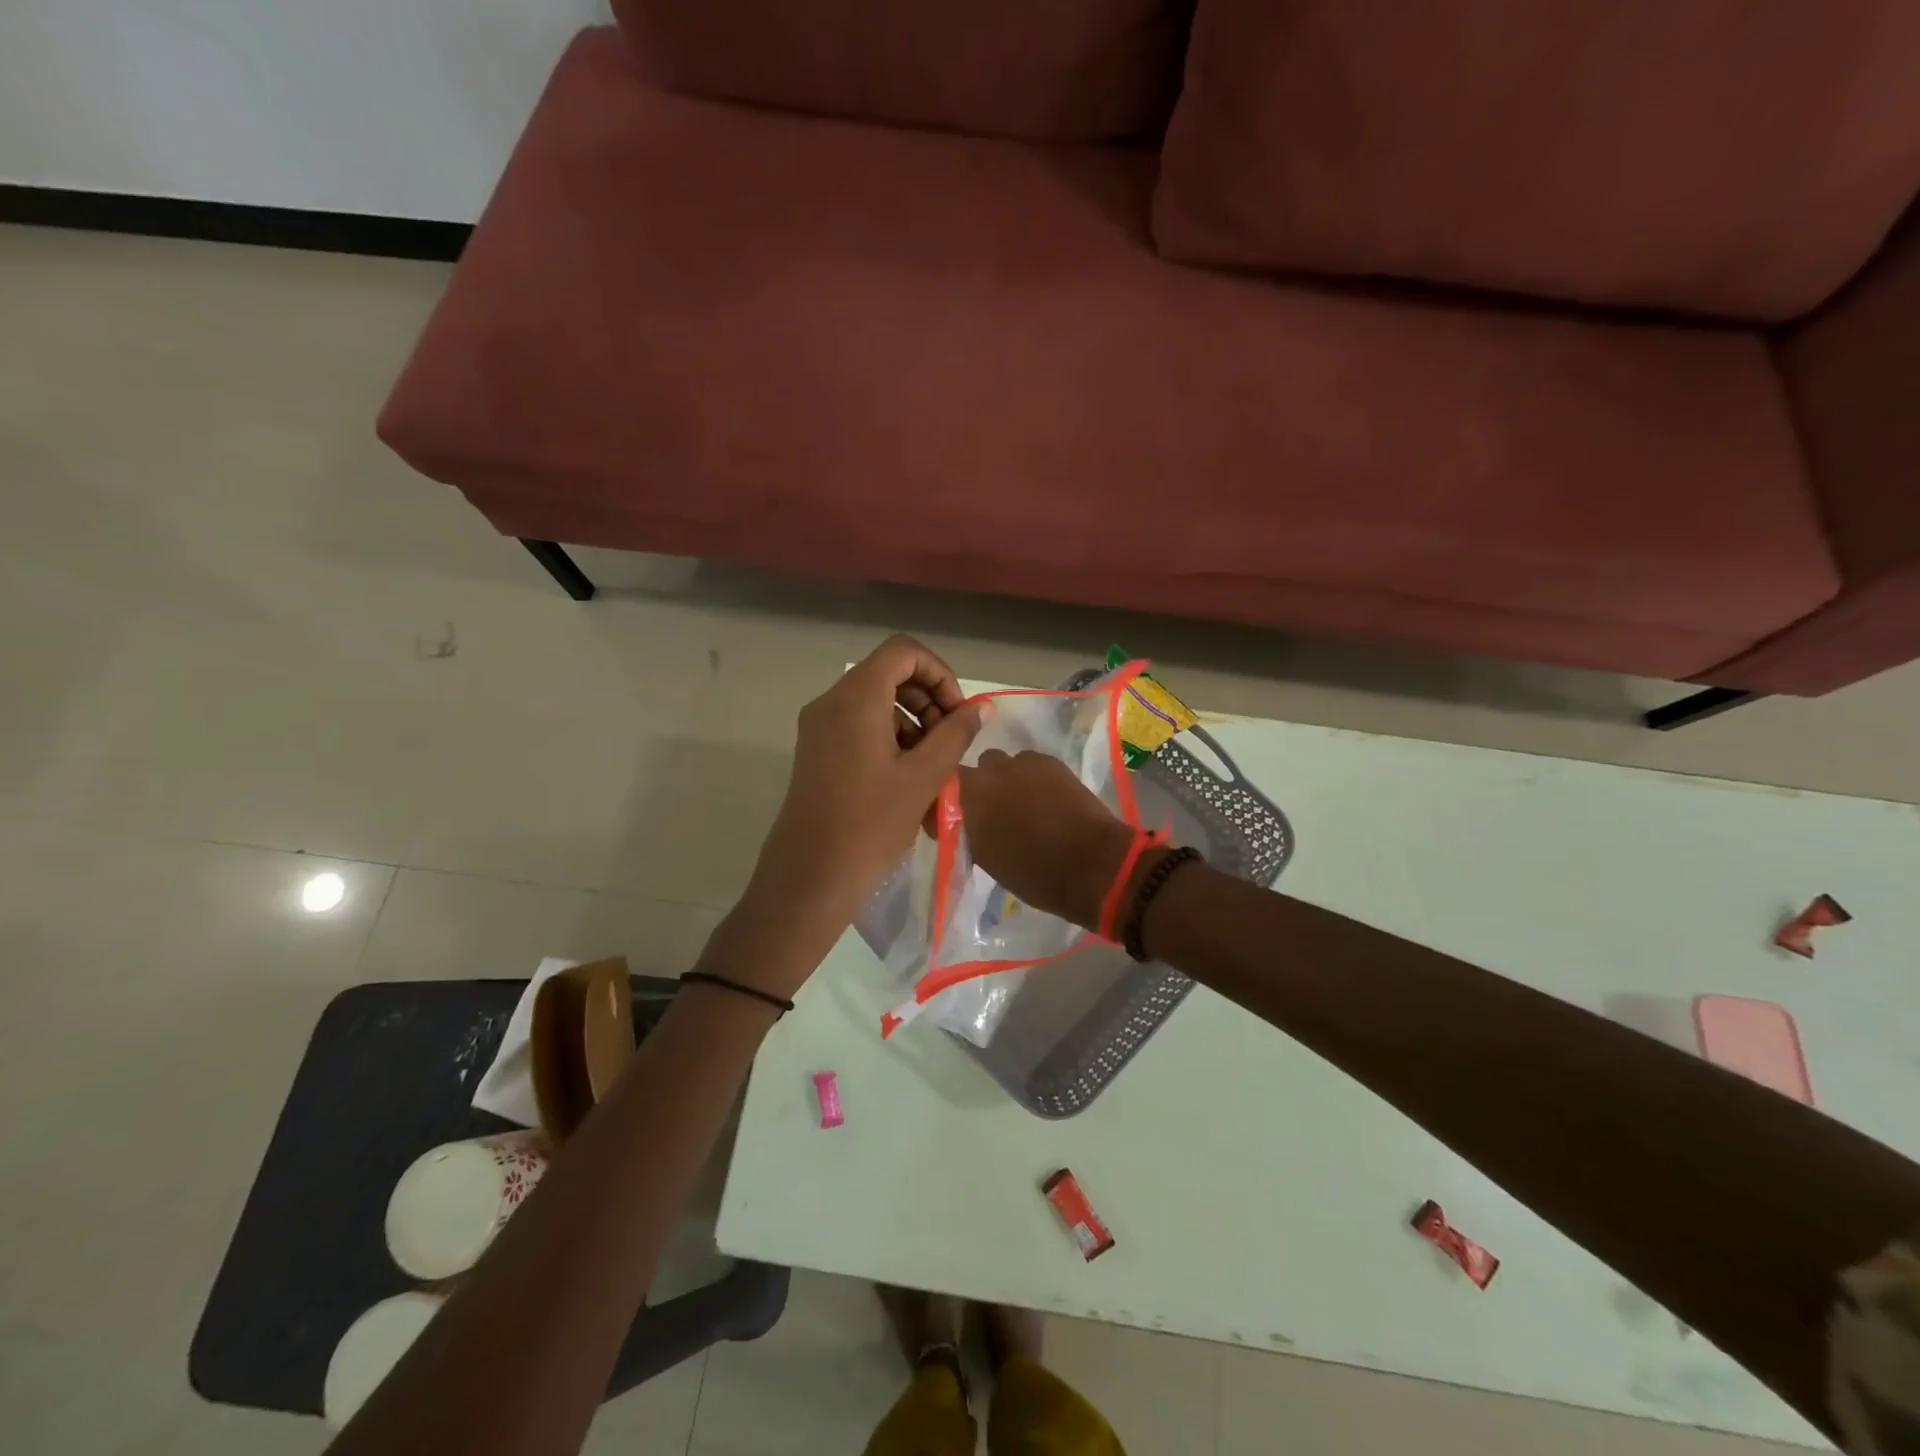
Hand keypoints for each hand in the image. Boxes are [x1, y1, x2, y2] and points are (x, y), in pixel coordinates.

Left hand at [723, 636, 987, 990]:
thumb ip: (956, 733)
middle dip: (928, 700)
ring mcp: (819, 727)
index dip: (939, 673)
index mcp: (856, 698)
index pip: (904, 652)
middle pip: (889, 674)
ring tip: (932, 768)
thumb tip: (981, 706)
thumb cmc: (870, 825)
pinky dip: (890, 740)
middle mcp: (831, 702)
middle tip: (950, 742)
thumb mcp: (923, 777)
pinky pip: (860, 727)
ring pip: (876, 702)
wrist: (809, 878)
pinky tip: (907, 780)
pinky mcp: (816, 751)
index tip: (957, 714)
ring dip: (913, 723)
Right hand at [956, 749, 1139, 931]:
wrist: (1091, 864)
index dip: (946, 804)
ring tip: (1024, 806)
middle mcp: (988, 772)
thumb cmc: (1033, 874)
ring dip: (1007, 781)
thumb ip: (968, 832)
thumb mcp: (986, 858)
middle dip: (980, 789)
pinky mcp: (1050, 761)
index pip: (940, 789)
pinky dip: (1033, 779)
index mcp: (966, 797)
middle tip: (994, 815)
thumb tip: (966, 823)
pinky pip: (1030, 765)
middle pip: (974, 773)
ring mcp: (1021, 762)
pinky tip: (1047, 800)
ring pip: (1003, 765)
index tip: (954, 822)